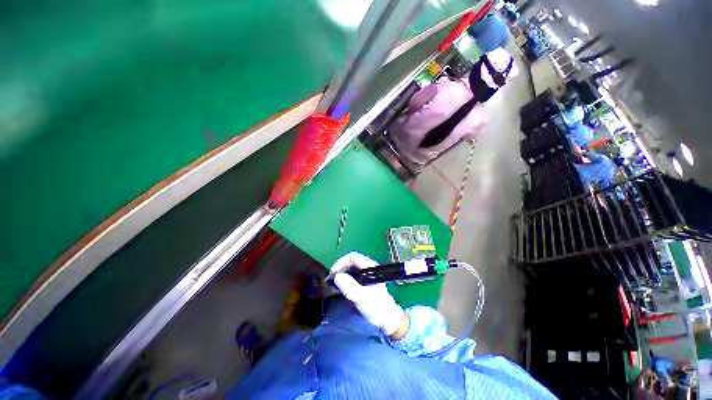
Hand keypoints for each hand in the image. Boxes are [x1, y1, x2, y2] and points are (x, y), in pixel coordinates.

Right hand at [330, 252, 406, 336]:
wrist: (386, 319)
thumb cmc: (376, 307)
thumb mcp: (361, 298)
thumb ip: (349, 287)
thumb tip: (337, 276)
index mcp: (370, 267)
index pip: (352, 257)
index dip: (341, 263)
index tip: (333, 274)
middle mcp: (368, 268)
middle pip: (350, 262)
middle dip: (339, 270)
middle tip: (330, 281)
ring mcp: (366, 275)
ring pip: (350, 270)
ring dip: (341, 276)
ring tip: (333, 286)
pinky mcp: (364, 282)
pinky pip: (351, 277)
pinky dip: (344, 281)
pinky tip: (340, 290)